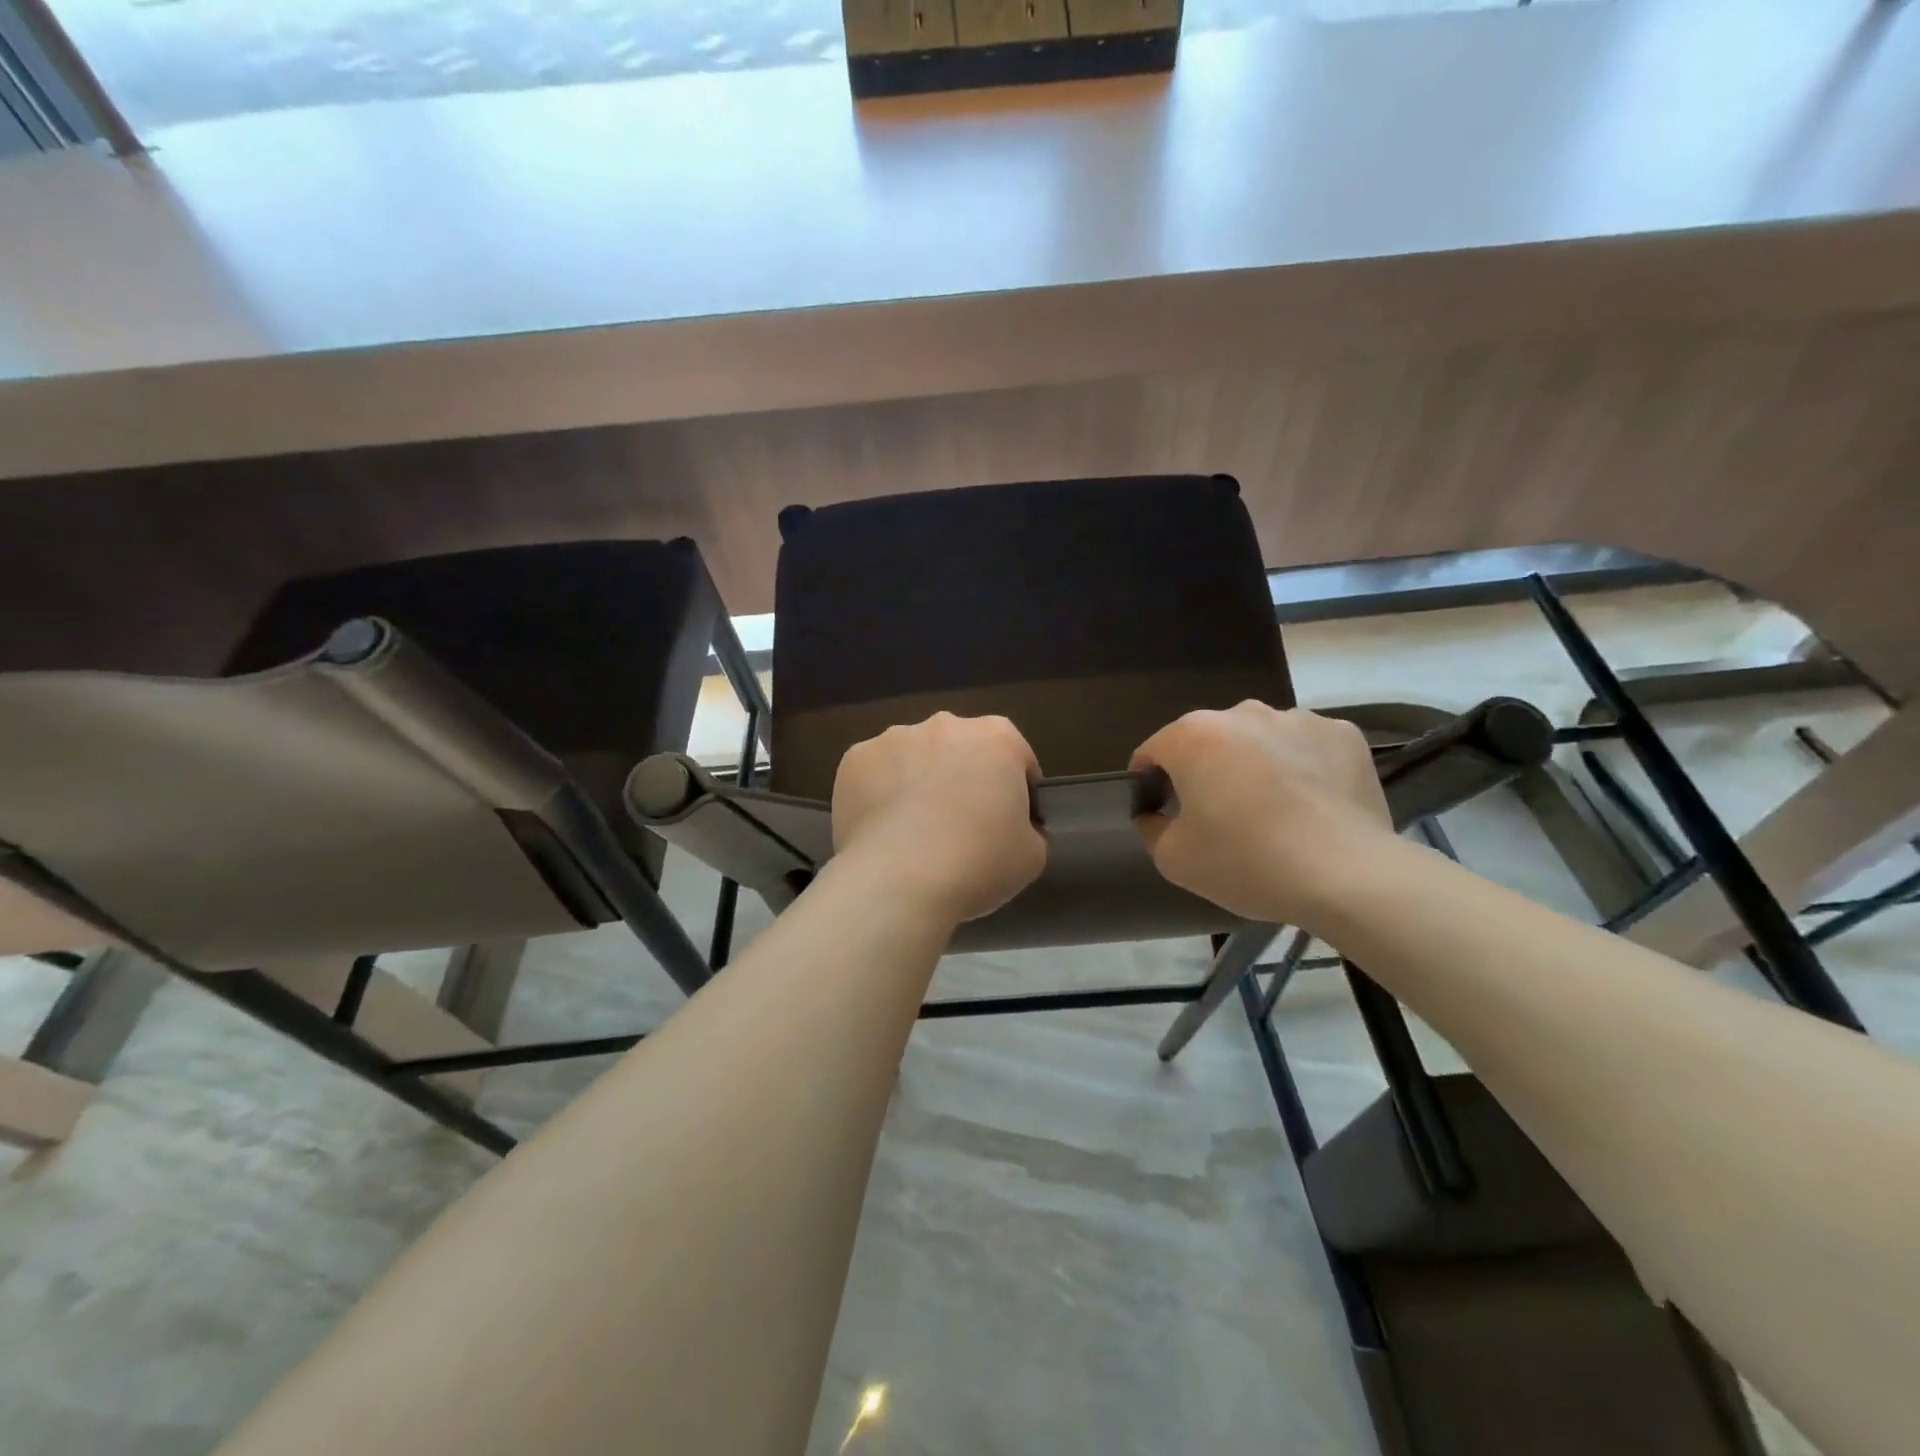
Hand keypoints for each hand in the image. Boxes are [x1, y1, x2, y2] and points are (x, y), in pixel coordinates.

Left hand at [833, 712, 1046, 924]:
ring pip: (915, 757)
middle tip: (961, 827)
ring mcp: (895, 737)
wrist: (900, 880)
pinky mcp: (855, 759)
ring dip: (919, 781)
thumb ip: (1029, 829)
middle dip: (964, 778)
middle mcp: (945, 724)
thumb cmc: (978, 863)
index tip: (1009, 824)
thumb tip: (1014, 827)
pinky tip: (882, 830)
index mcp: (997, 737)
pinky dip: (880, 793)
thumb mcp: (1032, 854)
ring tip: (914, 831)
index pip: (1017, 759)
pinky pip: (876, 773)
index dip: (1017, 793)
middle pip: (962, 750)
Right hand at [1131, 701, 1391, 926]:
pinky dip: (1302, 768)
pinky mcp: (1344, 735)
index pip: (1153, 751)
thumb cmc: (1247, 862)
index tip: (1163, 814)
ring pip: (1260, 741)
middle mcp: (1242, 713)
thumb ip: (1151, 827)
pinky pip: (1307, 748)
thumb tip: (1155, 813)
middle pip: (1209, 742)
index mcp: (1193, 735)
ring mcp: (1298, 718)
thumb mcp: (1174, 859)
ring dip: (1255, 766)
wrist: (1347, 875)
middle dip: (1206, 771)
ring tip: (1274, 812)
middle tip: (1220, 818)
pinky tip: (1312, 805)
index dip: (1149, 783)